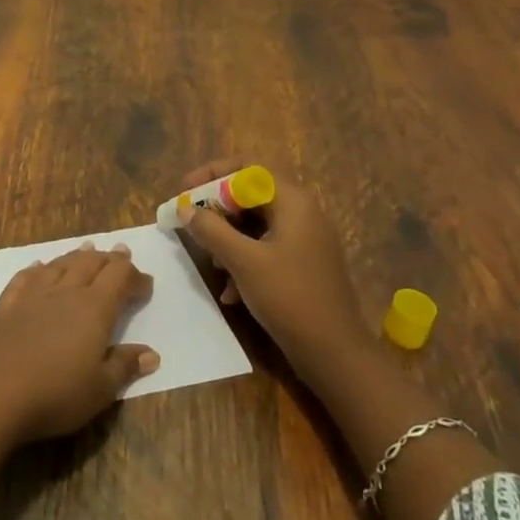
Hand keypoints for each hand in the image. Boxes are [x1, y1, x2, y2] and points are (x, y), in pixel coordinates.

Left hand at [0, 245, 159, 442]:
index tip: (146, 284)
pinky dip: (38, 269)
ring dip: (77, 256)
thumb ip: (125, 366)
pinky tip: (39, 267)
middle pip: (90, 263)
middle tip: (121, 254)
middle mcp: (65, 292)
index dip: (135, 276)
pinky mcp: (7, 304)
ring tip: (87, 249)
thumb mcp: (100, 389)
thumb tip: (152, 353)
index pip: (119, 277)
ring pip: (60, 264)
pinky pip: (26, 277)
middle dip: (109, 258)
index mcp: (94, 308)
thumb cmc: (55, 394)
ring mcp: (33, 295)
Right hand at [174, 159, 362, 356]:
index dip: (212, 173)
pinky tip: (231, 292)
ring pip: (255, 223)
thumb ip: (210, 229)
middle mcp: (302, 212)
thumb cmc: (289, 297)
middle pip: (250, 194)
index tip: (185, 191)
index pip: (248, 166)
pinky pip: (266, 248)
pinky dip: (244, 260)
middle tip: (191, 226)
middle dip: (217, 210)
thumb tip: (184, 208)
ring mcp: (305, 239)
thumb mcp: (243, 261)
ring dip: (228, 238)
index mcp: (292, 201)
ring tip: (213, 265)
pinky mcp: (303, 264)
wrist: (335, 353)